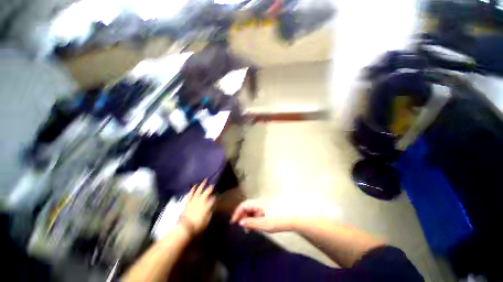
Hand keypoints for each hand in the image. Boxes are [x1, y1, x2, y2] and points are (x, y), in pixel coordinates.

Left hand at [179, 180, 214, 235]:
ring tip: (205, 180)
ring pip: (199, 190)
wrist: (184, 227)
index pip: (214, 197)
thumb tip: (213, 204)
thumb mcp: (207, 219)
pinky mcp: (188, 201)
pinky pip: (191, 193)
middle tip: (213, 184)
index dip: (217, 195)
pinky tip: (194, 186)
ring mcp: (194, 199)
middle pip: (207, 191)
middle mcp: (201, 200)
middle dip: (211, 187)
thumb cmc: (198, 225)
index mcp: (207, 204)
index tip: (219, 194)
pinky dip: (193, 189)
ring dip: (202, 184)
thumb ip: (211, 210)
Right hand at [230, 200, 293, 232]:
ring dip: (249, 217)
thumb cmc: (279, 219)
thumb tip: (241, 223)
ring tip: (249, 228)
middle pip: (248, 206)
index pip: (244, 205)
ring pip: (254, 209)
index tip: (233, 223)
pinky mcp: (272, 207)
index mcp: (258, 204)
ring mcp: (267, 204)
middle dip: (243, 215)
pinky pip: (260, 211)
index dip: (237, 212)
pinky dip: (256, 217)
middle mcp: (261, 202)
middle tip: (240, 227)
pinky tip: (258, 224)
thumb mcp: (265, 224)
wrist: (296, 215)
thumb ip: (252, 223)